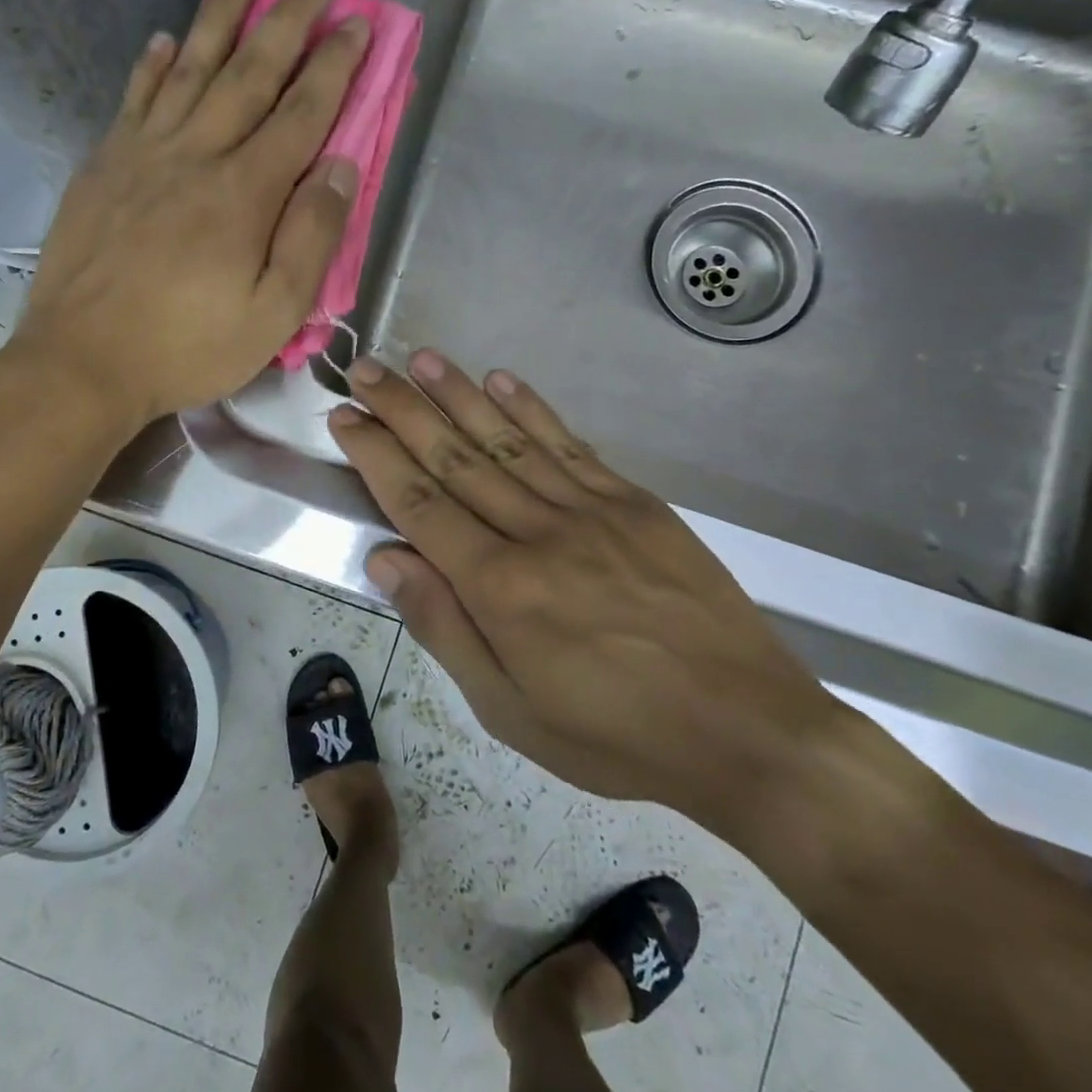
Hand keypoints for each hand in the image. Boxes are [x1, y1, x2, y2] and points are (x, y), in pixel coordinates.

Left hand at [11, 0, 368, 426]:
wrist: (81, 362)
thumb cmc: (186, 349)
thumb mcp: (272, 316)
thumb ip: (311, 239)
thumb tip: (341, 166)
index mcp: (244, 193)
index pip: (302, 113)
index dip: (335, 65)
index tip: (359, 22)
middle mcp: (196, 155)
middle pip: (250, 73)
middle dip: (290, 20)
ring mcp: (142, 155)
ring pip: (189, 69)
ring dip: (220, 18)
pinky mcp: (102, 168)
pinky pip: (133, 100)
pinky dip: (152, 67)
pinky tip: (164, 41)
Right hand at [328, 350, 846, 841]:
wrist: (746, 729)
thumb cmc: (614, 733)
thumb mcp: (509, 710)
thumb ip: (443, 628)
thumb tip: (386, 560)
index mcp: (500, 587)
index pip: (419, 503)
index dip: (376, 455)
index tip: (345, 417)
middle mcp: (538, 532)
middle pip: (456, 457)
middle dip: (404, 409)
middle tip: (366, 368)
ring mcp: (591, 510)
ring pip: (508, 438)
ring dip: (459, 394)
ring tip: (421, 358)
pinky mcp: (635, 503)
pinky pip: (570, 444)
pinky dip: (531, 408)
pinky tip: (501, 379)